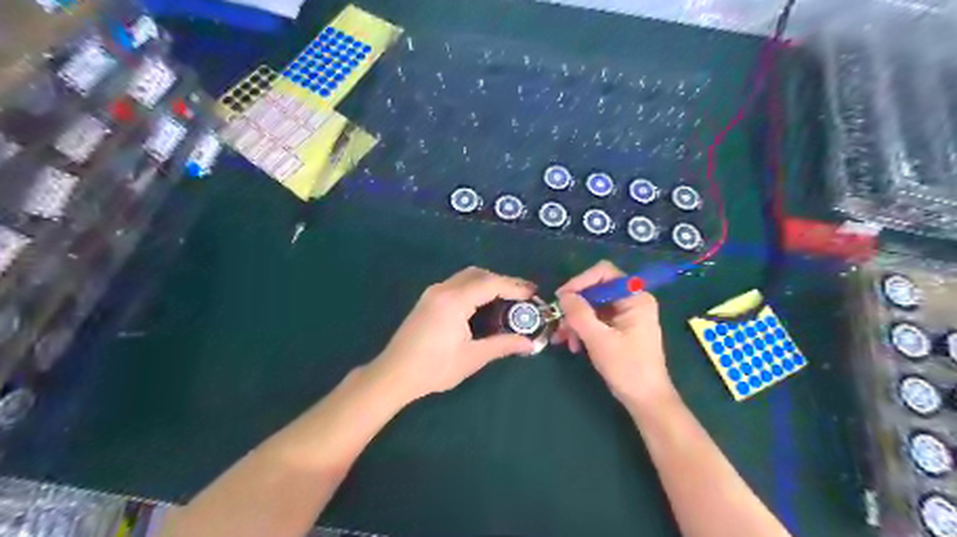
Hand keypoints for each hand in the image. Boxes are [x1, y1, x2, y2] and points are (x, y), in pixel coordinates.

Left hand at [367, 266, 536, 402]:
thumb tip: (529, 344)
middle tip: (522, 296)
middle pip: (478, 274)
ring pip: (466, 277)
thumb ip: (502, 345)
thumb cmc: (434, 368)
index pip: (490, 283)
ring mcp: (432, 293)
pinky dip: (474, 288)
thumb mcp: (472, 358)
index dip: (514, 286)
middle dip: (502, 281)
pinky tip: (483, 304)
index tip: (533, 293)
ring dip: (488, 283)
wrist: (393, 374)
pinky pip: (456, 284)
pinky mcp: (427, 300)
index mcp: (454, 301)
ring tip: (506, 299)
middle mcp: (443, 290)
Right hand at [554, 261, 671, 406]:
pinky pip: (595, 319)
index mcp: (634, 298)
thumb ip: (580, 314)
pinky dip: (582, 329)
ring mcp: (625, 314)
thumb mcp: (599, 340)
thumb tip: (563, 295)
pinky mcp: (618, 327)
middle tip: (559, 323)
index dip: (580, 281)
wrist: (645, 399)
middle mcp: (631, 300)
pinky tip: (573, 345)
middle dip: (575, 306)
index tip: (562, 298)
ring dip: (575, 321)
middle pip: (595, 290)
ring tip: (563, 339)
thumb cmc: (627, 368)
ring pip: (591, 306)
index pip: (603, 273)